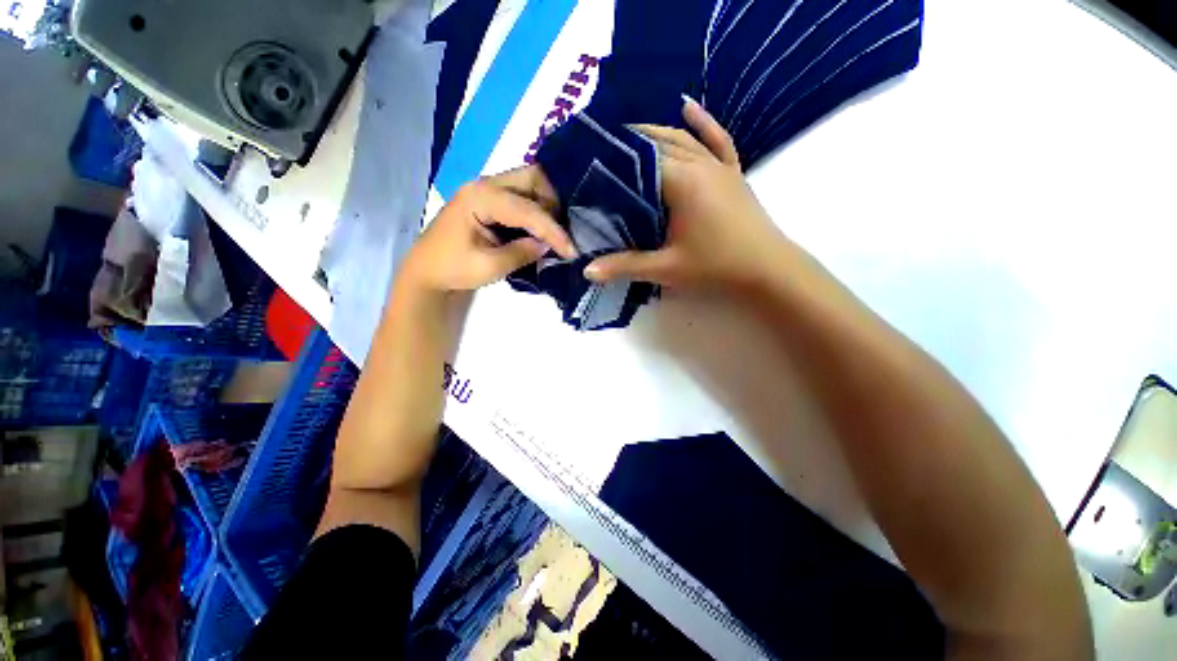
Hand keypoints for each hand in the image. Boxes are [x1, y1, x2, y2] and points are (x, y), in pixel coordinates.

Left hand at [399, 168, 575, 294]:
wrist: (427, 273)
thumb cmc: (452, 270)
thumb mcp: (489, 267)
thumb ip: (522, 253)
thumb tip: (548, 246)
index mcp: (479, 198)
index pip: (527, 209)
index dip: (553, 230)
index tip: (571, 250)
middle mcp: (484, 185)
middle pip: (532, 178)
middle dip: (553, 204)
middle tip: (560, 233)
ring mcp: (487, 190)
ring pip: (529, 184)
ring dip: (546, 205)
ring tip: (552, 233)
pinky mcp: (490, 201)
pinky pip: (521, 196)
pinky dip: (536, 210)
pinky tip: (540, 229)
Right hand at [584, 98, 787, 292]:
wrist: (768, 270)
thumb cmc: (716, 268)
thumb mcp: (666, 269)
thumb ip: (625, 266)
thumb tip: (588, 270)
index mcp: (682, 182)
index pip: (640, 160)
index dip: (613, 158)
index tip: (589, 159)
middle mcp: (700, 164)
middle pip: (658, 144)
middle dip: (628, 143)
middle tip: (600, 148)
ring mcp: (719, 166)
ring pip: (683, 138)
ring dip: (656, 132)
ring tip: (629, 132)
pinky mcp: (733, 173)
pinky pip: (717, 140)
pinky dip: (703, 123)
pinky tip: (687, 107)